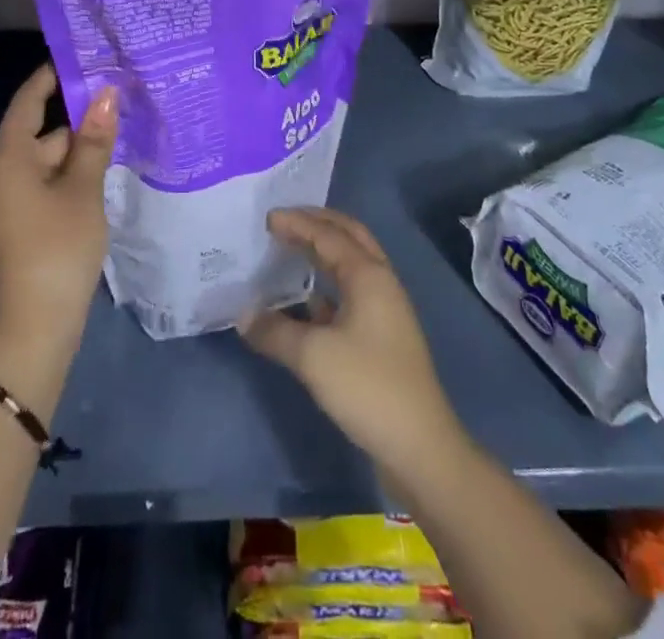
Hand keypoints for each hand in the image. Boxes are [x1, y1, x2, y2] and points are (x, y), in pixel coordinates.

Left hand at [0, 65, 116, 347]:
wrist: (34, 325)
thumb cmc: (59, 246)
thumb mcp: (83, 189)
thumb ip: (94, 140)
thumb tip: (105, 94)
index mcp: (8, 159)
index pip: (27, 103)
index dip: (49, 78)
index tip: (75, 58)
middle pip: (39, 134)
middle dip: (75, 123)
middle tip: (115, 107)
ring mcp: (3, 203)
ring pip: (42, 163)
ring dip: (74, 154)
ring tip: (114, 144)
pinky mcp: (13, 226)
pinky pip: (39, 186)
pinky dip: (64, 178)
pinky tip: (95, 181)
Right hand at [241, 208, 461, 471]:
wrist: (419, 446)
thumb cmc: (367, 387)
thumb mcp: (313, 357)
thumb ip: (275, 331)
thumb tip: (244, 315)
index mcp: (368, 274)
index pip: (328, 235)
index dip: (297, 223)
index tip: (267, 218)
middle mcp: (380, 282)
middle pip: (349, 237)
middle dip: (317, 224)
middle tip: (285, 220)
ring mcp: (385, 309)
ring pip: (351, 265)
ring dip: (323, 252)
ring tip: (291, 250)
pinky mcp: (381, 336)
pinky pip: (350, 293)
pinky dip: (326, 286)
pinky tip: (304, 301)